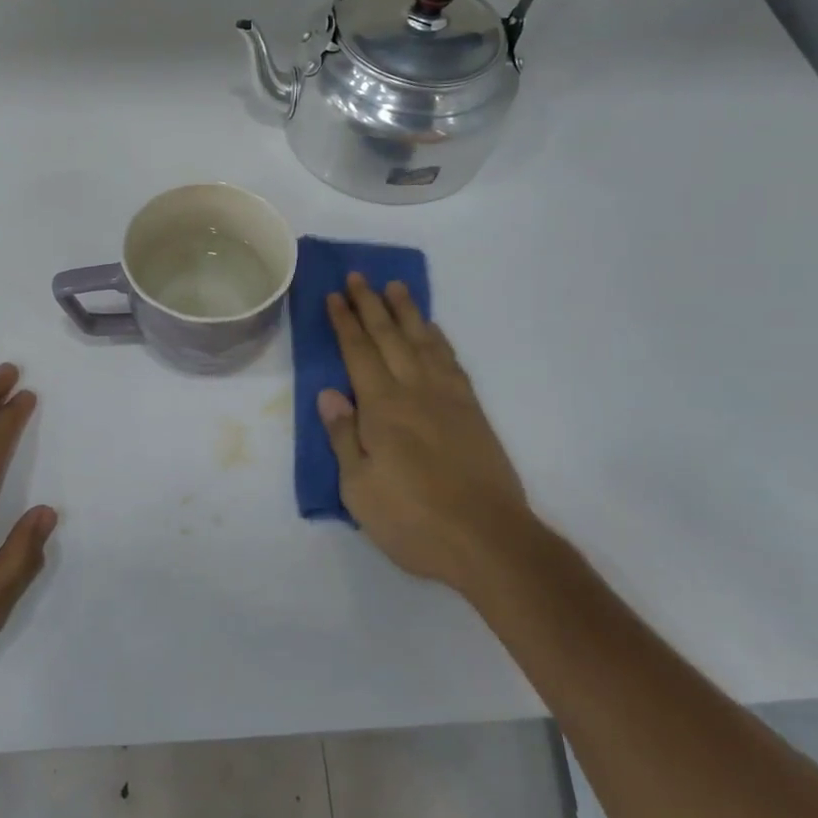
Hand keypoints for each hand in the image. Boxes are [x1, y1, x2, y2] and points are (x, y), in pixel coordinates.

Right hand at [319, 274, 530, 590]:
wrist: (488, 540)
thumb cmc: (413, 519)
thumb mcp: (359, 489)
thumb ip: (344, 437)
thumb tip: (329, 394)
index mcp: (382, 407)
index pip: (358, 352)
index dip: (344, 323)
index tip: (334, 296)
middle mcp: (414, 391)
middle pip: (389, 337)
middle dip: (370, 305)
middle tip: (358, 276)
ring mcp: (448, 399)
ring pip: (423, 342)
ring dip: (407, 312)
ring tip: (395, 287)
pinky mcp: (472, 412)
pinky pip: (451, 362)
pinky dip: (439, 340)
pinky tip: (433, 331)